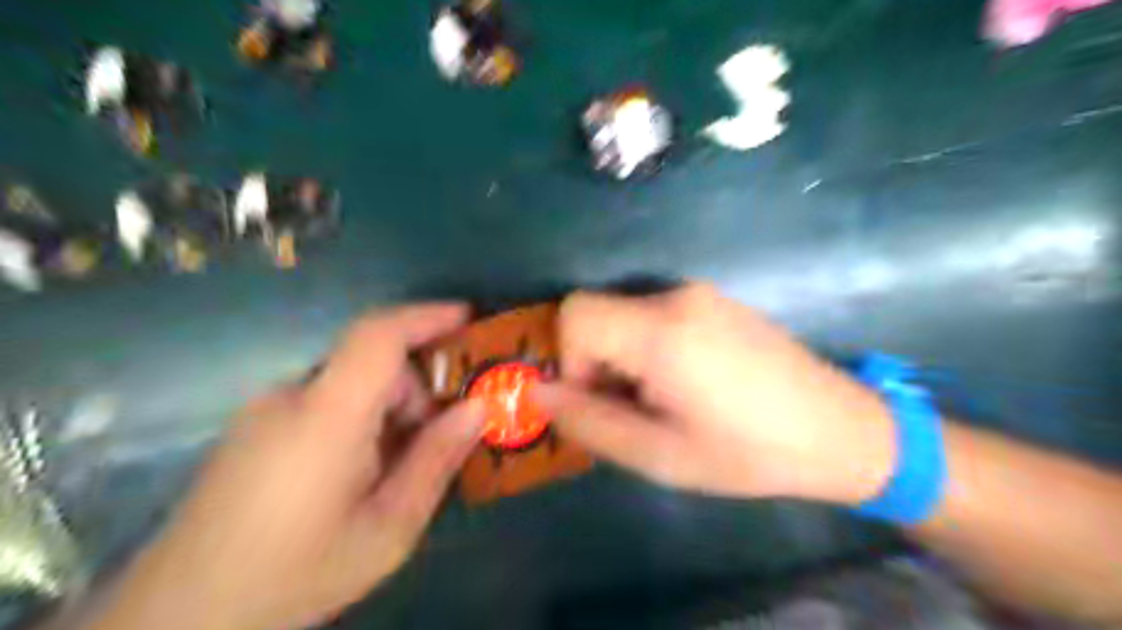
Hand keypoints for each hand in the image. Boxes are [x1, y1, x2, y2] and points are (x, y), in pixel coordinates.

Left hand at [89, 306, 483, 629]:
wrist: (182, 617)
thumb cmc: (297, 572)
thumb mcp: (388, 529)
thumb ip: (436, 460)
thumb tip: (479, 407)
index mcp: (326, 416)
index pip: (378, 335)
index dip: (426, 316)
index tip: (468, 317)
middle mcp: (290, 397)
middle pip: (371, 364)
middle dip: (416, 391)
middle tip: (437, 440)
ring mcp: (265, 410)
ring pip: (350, 384)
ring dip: (388, 410)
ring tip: (396, 468)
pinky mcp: (253, 427)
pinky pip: (324, 401)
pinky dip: (359, 418)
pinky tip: (358, 472)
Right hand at [533, 285, 895, 505]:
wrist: (840, 430)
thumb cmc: (748, 453)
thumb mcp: (660, 456)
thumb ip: (590, 423)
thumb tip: (539, 393)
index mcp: (662, 332)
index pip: (575, 314)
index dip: (571, 360)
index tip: (601, 399)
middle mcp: (677, 297)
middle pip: (598, 313)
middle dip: (596, 361)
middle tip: (634, 408)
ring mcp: (700, 293)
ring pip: (624, 314)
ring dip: (623, 356)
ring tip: (664, 400)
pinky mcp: (715, 299)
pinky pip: (654, 313)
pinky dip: (648, 345)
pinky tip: (688, 381)